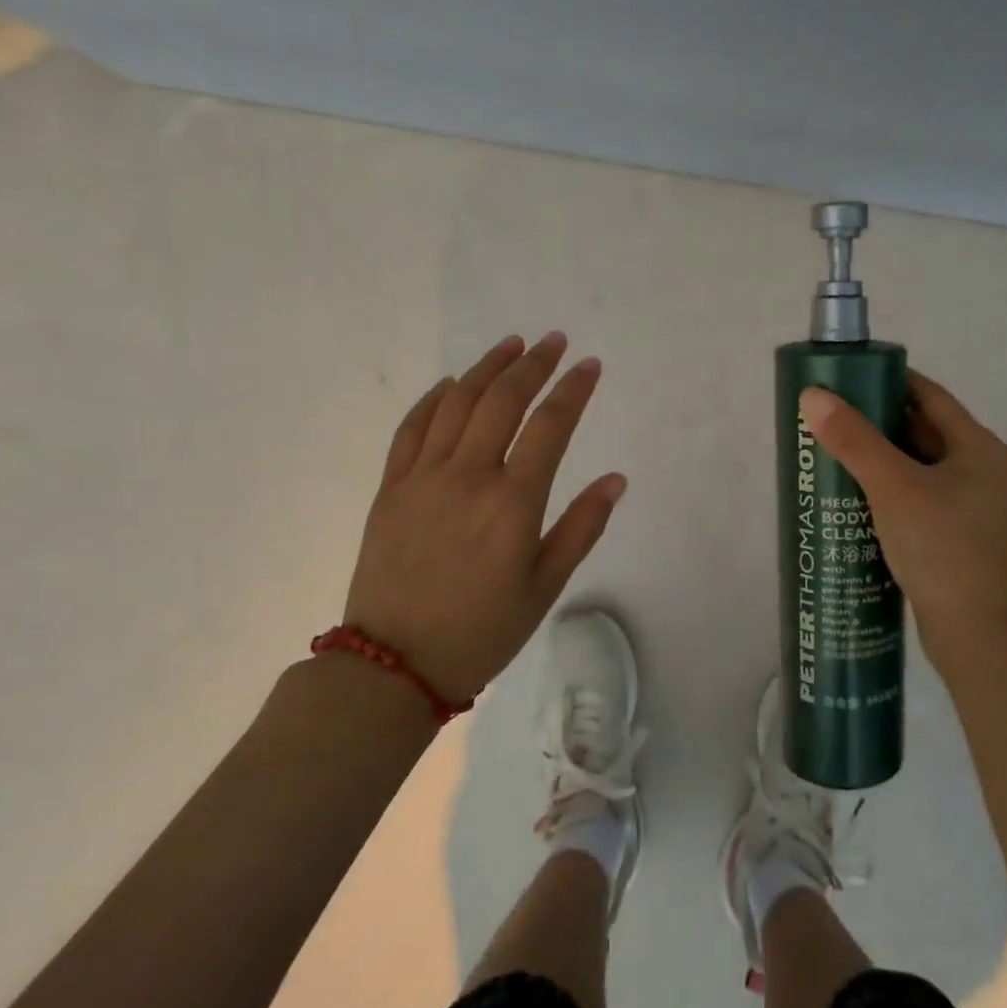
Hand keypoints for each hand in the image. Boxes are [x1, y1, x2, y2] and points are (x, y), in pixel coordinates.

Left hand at [341, 332, 626, 704]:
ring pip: (457, 403)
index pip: (550, 426)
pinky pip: (412, 428)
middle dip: (533, 364)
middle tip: (553, 340)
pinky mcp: (390, 488)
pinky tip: (451, 383)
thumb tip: (616, 479)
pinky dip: (434, 399)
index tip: (590, 364)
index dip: (573, 389)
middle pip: (503, 400)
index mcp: (512, 502)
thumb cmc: (482, 631)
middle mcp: (468, 476)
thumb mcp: (545, 586)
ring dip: (486, 368)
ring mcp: (423, 478)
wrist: (392, 667)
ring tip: (511, 345)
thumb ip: (582, 527)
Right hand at [798, 370, 1006, 676]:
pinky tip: (846, 493)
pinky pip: (910, 493)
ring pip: (911, 464)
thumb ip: (854, 440)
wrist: (974, 634)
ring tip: (826, 449)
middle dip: (871, 421)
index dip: (885, 380)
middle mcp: (976, 467)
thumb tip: (812, 395)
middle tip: (824, 416)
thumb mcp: (894, 487)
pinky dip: (881, 487)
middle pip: (917, 428)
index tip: (842, 378)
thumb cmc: (942, 548)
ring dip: (873, 456)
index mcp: (977, 446)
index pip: (927, 394)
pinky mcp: (948, 530)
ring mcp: (964, 502)